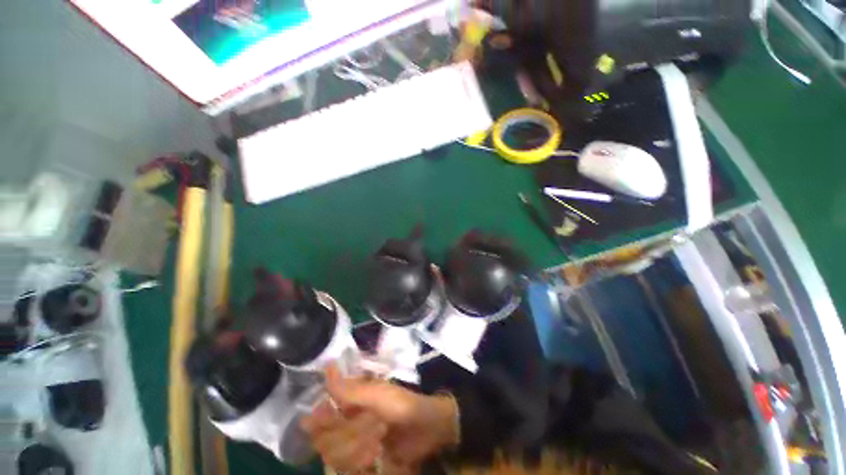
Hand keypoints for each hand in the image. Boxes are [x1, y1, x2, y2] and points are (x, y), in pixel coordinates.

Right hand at [301, 365, 458, 471]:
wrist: (426, 429)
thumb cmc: (402, 404)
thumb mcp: (377, 395)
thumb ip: (349, 390)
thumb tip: (327, 365)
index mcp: (350, 404)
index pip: (319, 416)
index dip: (320, 421)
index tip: (334, 421)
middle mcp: (347, 424)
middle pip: (325, 439)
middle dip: (350, 434)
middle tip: (375, 425)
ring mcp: (353, 446)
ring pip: (335, 457)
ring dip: (358, 449)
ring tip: (380, 441)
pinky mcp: (361, 464)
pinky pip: (346, 469)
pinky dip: (360, 465)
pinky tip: (377, 457)